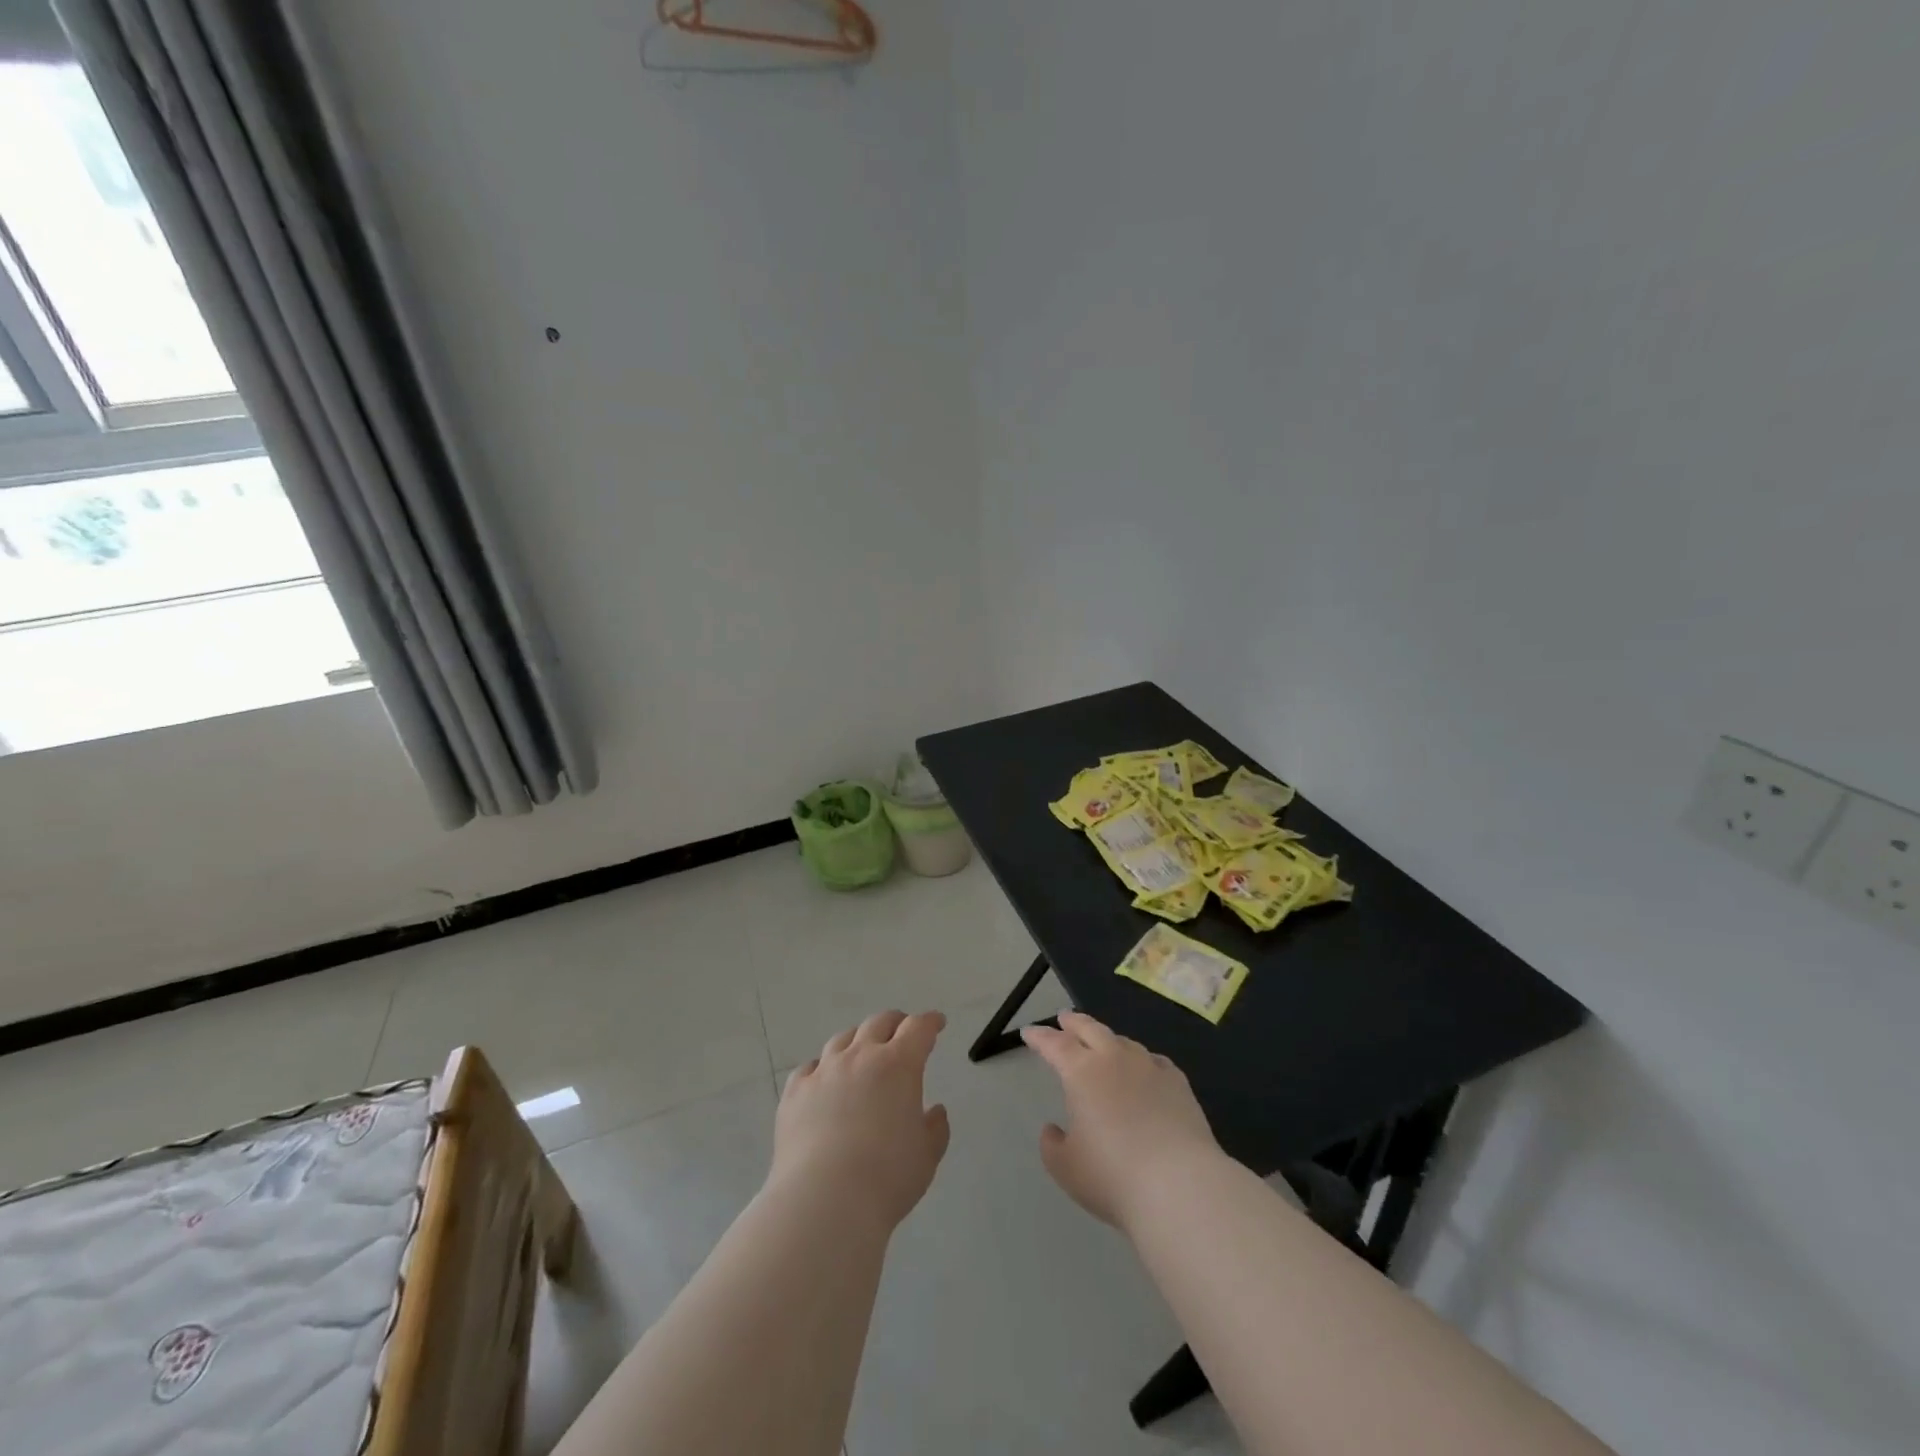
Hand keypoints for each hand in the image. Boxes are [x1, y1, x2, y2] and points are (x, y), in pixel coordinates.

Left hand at [770, 1010, 950, 1231]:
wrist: (824, 1200)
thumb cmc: (887, 1177)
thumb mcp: (926, 1156)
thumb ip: (935, 1129)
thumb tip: (934, 1112)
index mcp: (899, 1065)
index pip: (918, 1028)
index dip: (930, 1022)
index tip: (937, 1023)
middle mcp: (860, 1056)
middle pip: (879, 1023)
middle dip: (895, 1023)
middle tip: (902, 1032)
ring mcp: (824, 1071)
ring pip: (843, 1040)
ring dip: (858, 1041)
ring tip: (861, 1053)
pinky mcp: (795, 1092)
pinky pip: (810, 1068)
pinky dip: (822, 1069)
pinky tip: (823, 1081)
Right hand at [1021, 1011, 1220, 1228]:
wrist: (1179, 1185)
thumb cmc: (1113, 1176)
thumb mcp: (1066, 1168)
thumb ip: (1052, 1145)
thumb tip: (1053, 1129)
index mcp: (1081, 1072)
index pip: (1054, 1044)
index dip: (1039, 1036)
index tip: (1028, 1032)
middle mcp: (1114, 1059)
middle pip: (1090, 1029)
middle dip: (1074, 1022)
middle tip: (1064, 1018)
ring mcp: (1149, 1067)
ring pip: (1123, 1041)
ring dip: (1107, 1039)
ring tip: (1102, 1042)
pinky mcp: (1178, 1083)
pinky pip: (1153, 1060)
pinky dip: (1140, 1059)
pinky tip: (1144, 1067)